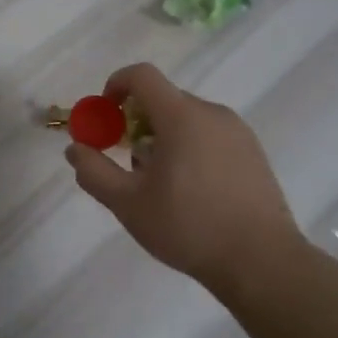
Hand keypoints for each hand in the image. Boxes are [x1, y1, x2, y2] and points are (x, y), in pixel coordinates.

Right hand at [65, 62, 309, 305]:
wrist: (261, 261)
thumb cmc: (188, 228)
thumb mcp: (128, 204)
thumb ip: (94, 172)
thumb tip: (76, 148)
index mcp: (182, 117)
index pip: (143, 76)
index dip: (116, 85)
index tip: (104, 115)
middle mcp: (212, 113)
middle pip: (164, 100)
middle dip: (137, 121)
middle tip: (128, 162)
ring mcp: (238, 132)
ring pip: (188, 119)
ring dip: (164, 137)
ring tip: (161, 184)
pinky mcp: (254, 153)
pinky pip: (211, 135)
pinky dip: (191, 148)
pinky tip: (192, 192)